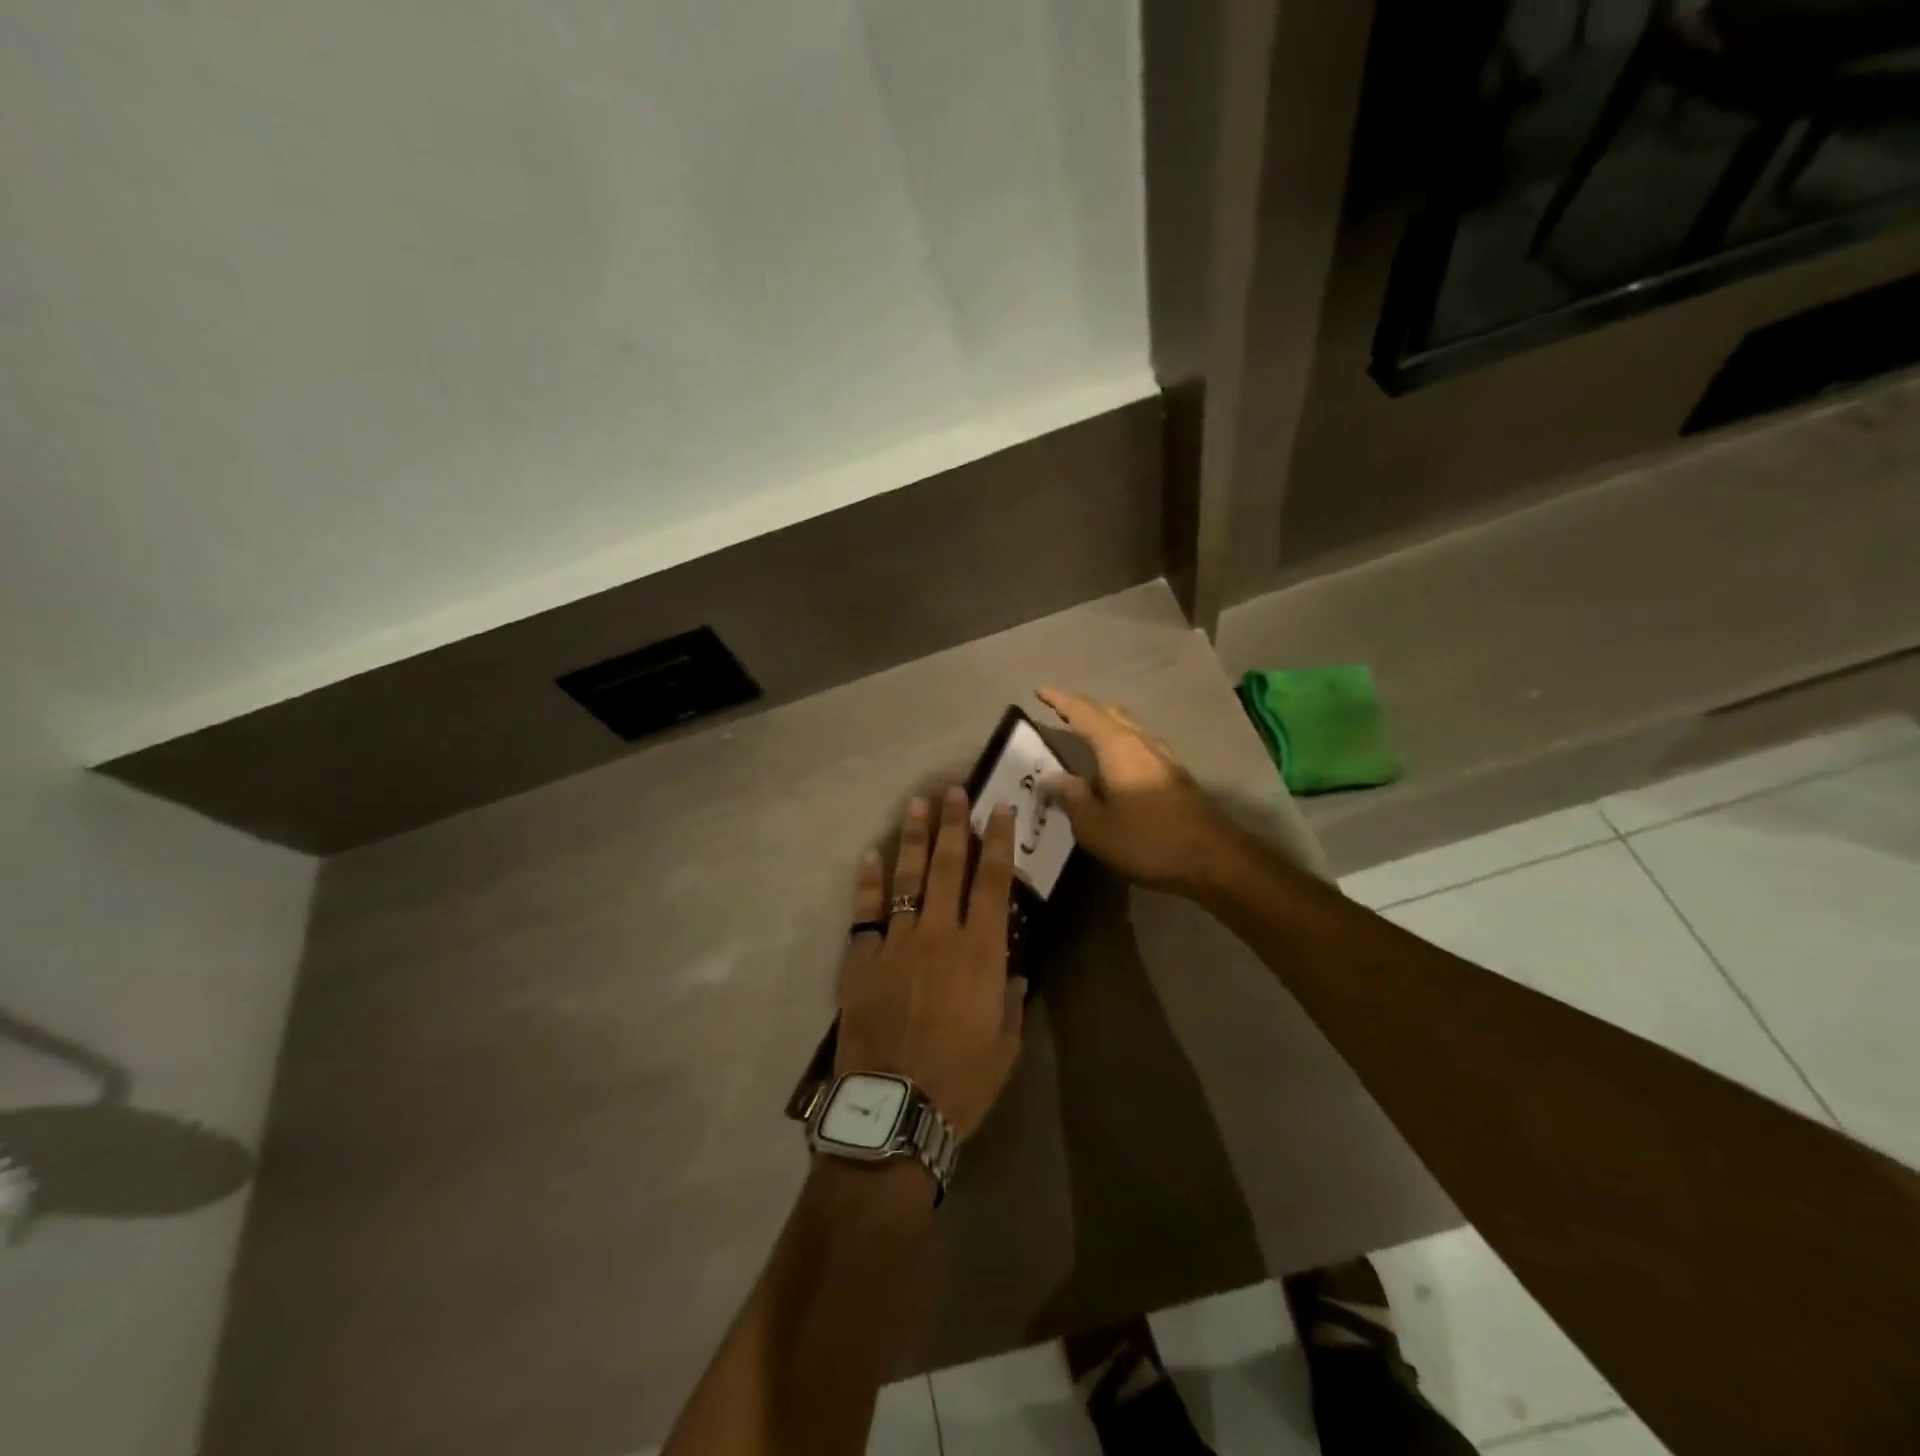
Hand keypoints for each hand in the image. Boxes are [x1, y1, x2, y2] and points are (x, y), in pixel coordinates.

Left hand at [834, 788, 1025, 1141]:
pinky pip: (865, 912)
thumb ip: (1009, 999)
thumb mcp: (1005, 1044)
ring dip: (913, 840)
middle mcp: (938, 935)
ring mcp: (896, 943)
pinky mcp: (861, 960)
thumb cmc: (960, 1082)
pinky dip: (868, 882)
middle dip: (953, 825)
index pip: (992, 883)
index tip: (999, 808)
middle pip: (948, 868)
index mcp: (980, 953)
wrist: (894, 1110)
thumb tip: (1009, 970)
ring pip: (907, 879)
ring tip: (915, 805)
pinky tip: (871, 855)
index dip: (998, 842)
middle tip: (952, 790)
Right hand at [1034, 687, 1246, 898]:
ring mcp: (1164, 758)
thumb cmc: (1149, 841)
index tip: (1040, 690)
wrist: (1215, 860)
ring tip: (1085, 730)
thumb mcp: (1097, 828)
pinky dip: (1120, 741)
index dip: (1061, 701)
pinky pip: (1139, 744)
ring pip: (1129, 727)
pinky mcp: (1176, 776)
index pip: (1084, 714)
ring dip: (1105, 722)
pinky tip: (1116, 761)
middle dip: (1084, 707)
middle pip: (1111, 713)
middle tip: (1060, 708)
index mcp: (1119, 748)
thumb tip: (1051, 778)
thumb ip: (1072, 799)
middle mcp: (1142, 743)